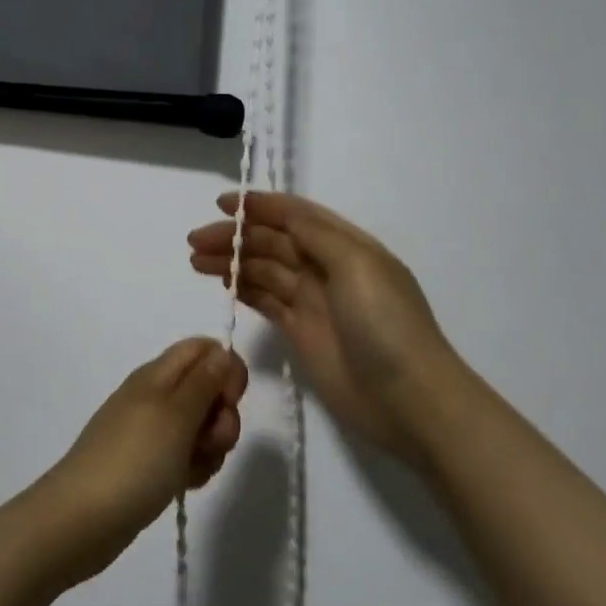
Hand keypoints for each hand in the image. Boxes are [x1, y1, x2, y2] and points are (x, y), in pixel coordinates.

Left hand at [36, 339, 248, 585]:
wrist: (84, 517)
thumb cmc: (134, 459)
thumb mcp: (175, 415)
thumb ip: (203, 381)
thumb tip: (222, 351)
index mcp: (157, 374)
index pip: (202, 349)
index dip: (226, 368)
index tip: (231, 400)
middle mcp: (155, 396)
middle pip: (207, 390)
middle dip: (222, 416)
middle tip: (210, 442)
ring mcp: (152, 431)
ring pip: (201, 427)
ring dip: (211, 447)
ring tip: (193, 469)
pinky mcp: (151, 463)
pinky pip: (187, 456)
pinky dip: (194, 468)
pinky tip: (184, 484)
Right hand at [188, 193, 462, 458]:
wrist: (410, 401)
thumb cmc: (386, 325)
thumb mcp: (357, 265)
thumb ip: (315, 234)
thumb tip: (279, 213)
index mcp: (346, 245)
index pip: (295, 215)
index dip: (259, 206)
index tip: (221, 204)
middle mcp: (327, 268)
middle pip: (272, 242)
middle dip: (235, 236)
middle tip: (194, 241)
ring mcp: (313, 302)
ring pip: (264, 270)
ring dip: (232, 261)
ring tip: (195, 261)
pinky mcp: (301, 333)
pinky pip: (266, 301)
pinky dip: (243, 289)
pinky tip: (223, 283)